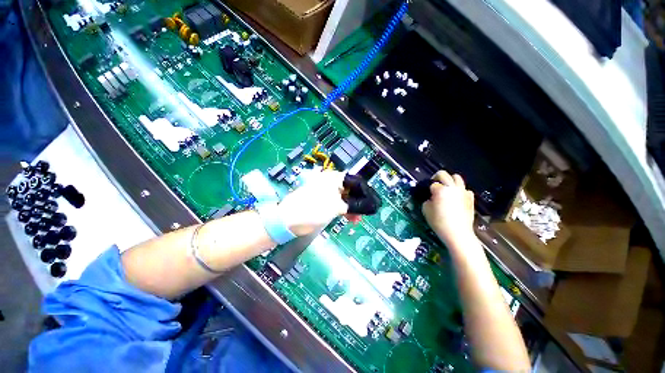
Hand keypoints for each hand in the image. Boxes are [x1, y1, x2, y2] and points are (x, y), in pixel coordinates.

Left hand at [278, 171, 381, 235]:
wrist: (288, 220)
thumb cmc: (311, 209)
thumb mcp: (335, 207)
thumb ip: (353, 205)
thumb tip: (369, 206)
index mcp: (334, 178)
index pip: (356, 181)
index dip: (366, 193)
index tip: (372, 204)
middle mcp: (331, 182)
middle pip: (351, 190)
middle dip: (359, 202)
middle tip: (365, 214)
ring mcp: (327, 192)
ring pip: (346, 198)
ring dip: (353, 208)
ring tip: (357, 220)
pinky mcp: (324, 201)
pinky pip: (339, 203)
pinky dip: (345, 211)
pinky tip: (350, 219)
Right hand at [422, 170, 475, 246]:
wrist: (458, 233)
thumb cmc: (439, 222)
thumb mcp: (425, 210)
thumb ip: (427, 200)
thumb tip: (431, 197)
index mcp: (440, 190)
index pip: (432, 184)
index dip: (428, 189)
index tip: (427, 194)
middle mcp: (452, 187)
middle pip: (443, 174)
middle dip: (436, 178)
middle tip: (434, 186)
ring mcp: (463, 192)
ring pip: (457, 177)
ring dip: (449, 180)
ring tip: (446, 188)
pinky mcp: (470, 198)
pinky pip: (465, 189)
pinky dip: (460, 190)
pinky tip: (456, 197)